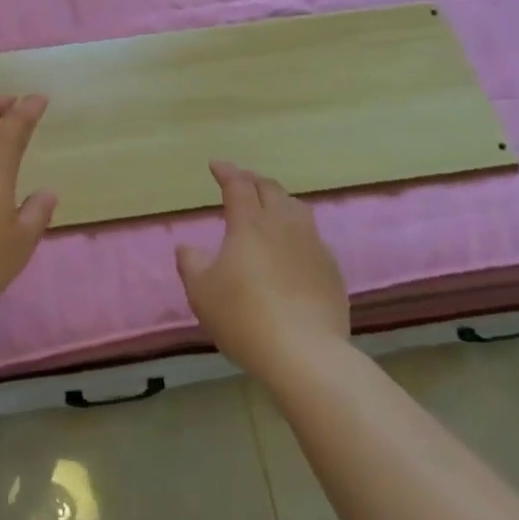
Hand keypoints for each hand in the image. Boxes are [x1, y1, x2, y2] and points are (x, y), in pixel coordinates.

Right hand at [176, 161, 348, 378]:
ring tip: (270, 206)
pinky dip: (297, 229)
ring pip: (296, 208)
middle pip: (270, 189)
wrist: (305, 354)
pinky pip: (312, 235)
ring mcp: (312, 245)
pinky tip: (293, 246)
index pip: (238, 185)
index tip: (216, 166)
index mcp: (249, 224)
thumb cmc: (244, 318)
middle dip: (253, 180)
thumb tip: (188, 247)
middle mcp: (283, 224)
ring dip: (279, 199)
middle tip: (241, 183)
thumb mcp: (201, 293)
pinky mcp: (331, 269)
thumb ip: (191, 264)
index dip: (226, 172)